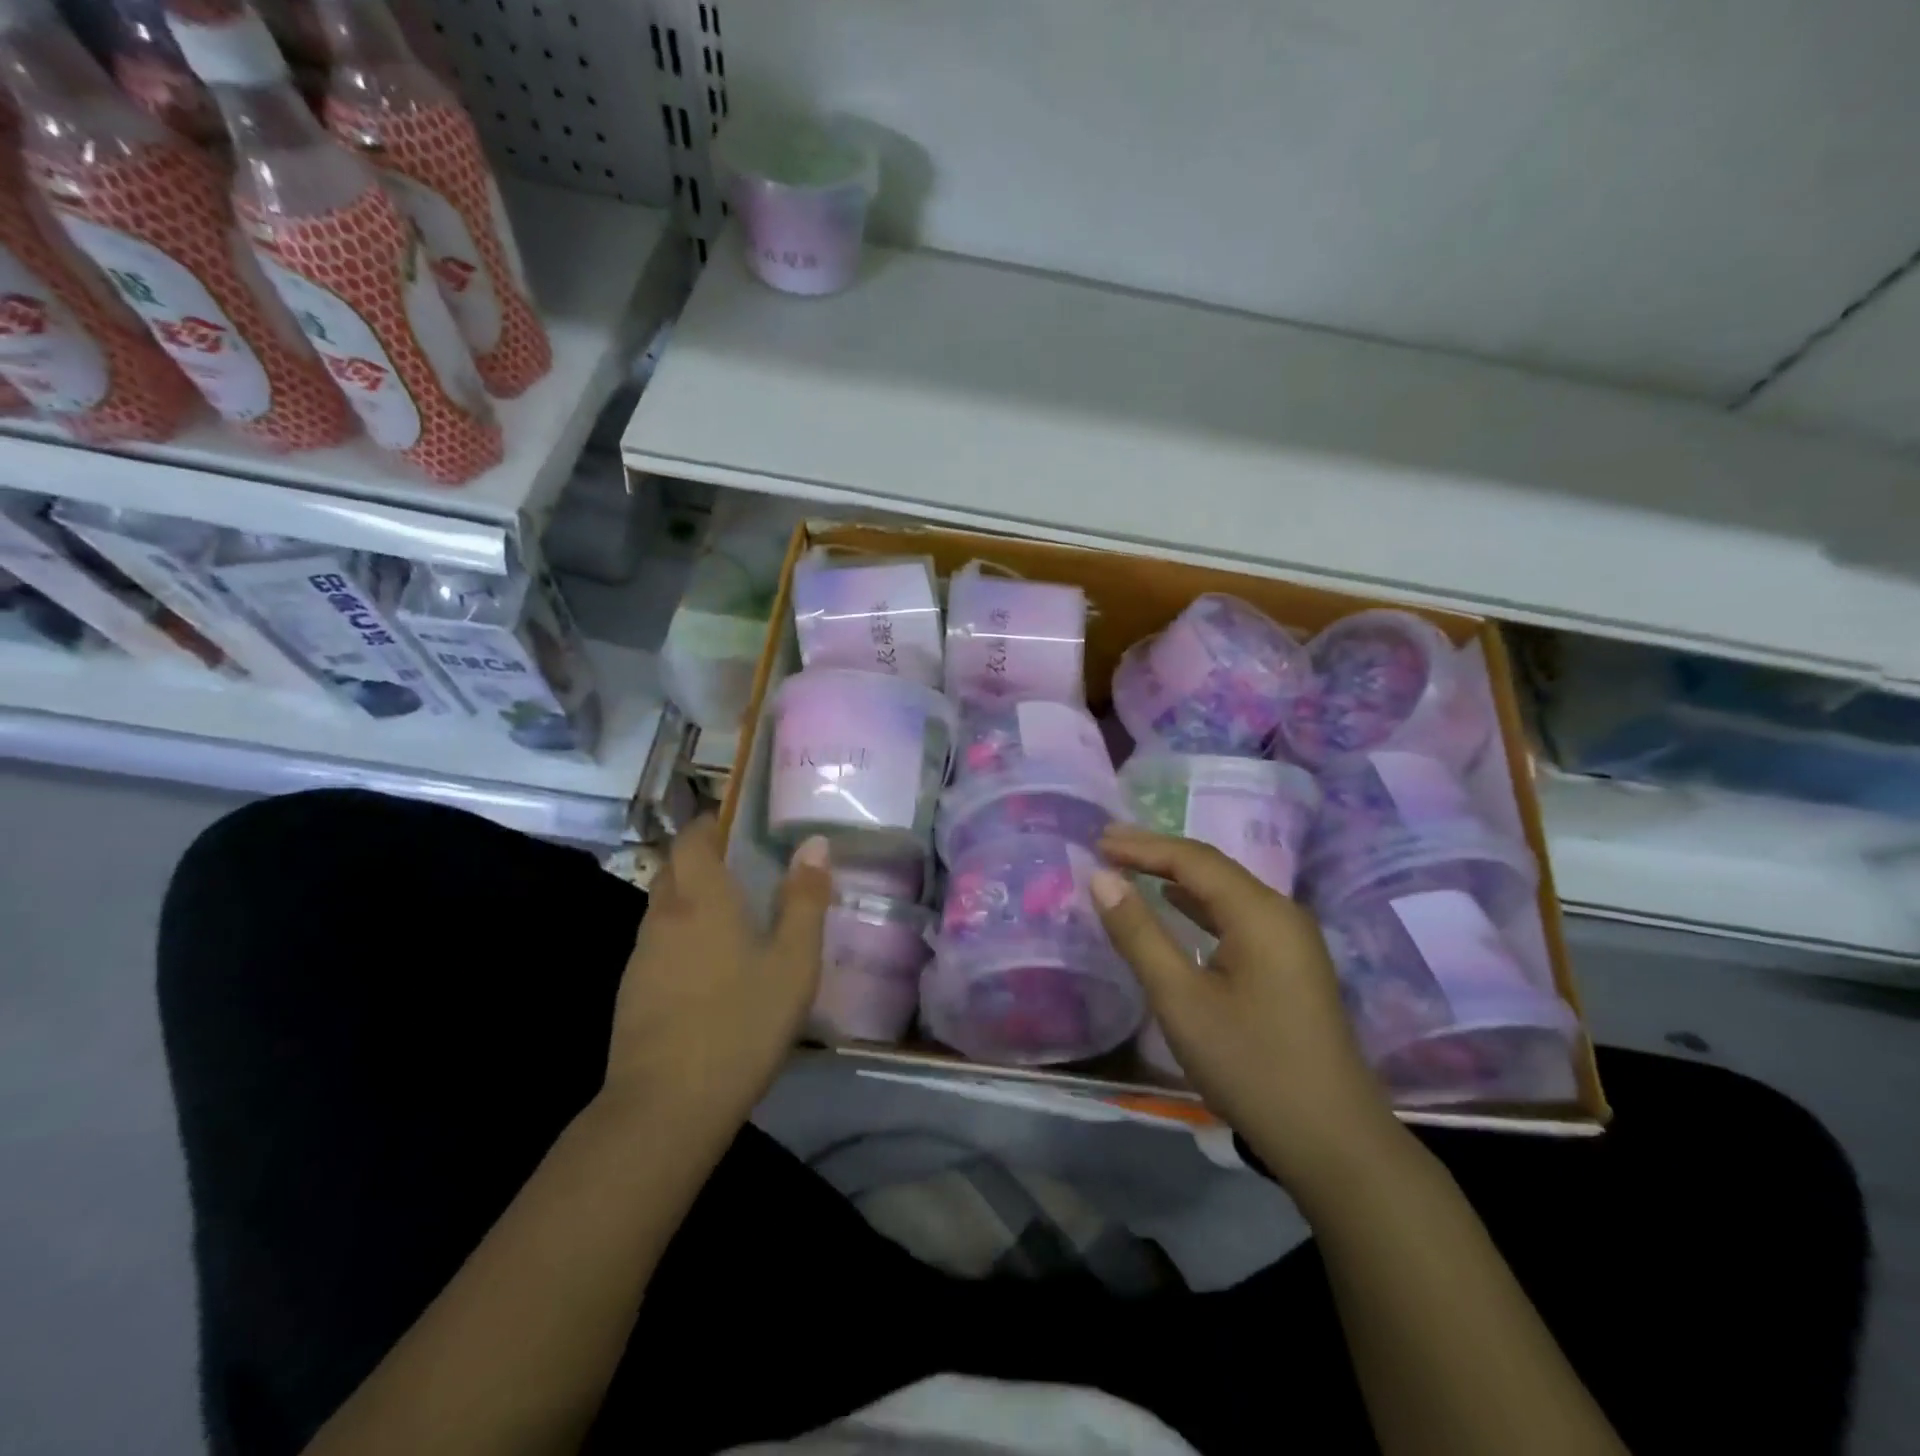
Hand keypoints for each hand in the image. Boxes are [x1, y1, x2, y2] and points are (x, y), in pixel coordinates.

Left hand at [604, 819, 832, 1125]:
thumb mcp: (793, 962)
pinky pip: (658, 945)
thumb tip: (814, 844)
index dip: (711, 824)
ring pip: (663, 908)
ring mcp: (641, 956)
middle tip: (745, 871)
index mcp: (702, 898)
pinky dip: (681, 939)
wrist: (665, 1107)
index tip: (739, 826)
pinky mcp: (631, 992)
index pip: (693, 837)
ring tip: (732, 921)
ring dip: (691, 901)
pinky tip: (709, 971)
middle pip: (673, 868)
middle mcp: (663, 916)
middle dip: (702, 860)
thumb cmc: (741, 1023)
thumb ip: (805, 899)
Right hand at [1090, 823, 1401, 1187]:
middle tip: (1107, 847)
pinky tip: (1177, 907)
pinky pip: (1237, 916)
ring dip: (1176, 877)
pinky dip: (1198, 906)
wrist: (1332, 1141)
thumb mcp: (1180, 999)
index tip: (1096, 841)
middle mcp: (1281, 912)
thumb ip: (1139, 933)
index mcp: (1260, 912)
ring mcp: (1291, 939)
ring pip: (1225, 891)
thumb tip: (1101, 878)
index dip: (1142, 846)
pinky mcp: (1291, 964)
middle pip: (1212, 868)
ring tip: (1130, 867)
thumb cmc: (1250, 1065)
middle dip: (1157, 854)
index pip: (1193, 858)